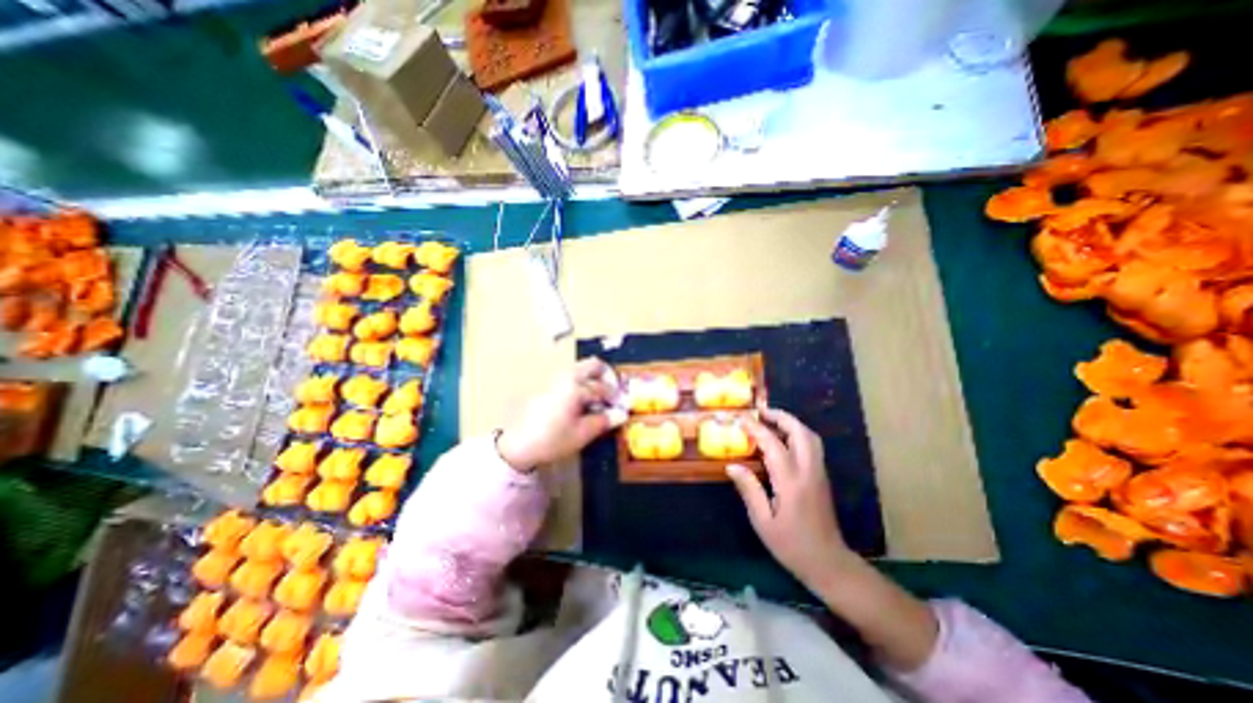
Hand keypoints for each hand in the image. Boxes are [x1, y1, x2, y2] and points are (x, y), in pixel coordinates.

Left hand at [498, 358, 616, 471]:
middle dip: (607, 377)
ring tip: (599, 400)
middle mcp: (567, 376)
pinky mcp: (549, 385)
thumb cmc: (553, 439)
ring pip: (582, 370)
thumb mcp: (583, 433)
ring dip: (594, 380)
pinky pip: (572, 377)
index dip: (616, 398)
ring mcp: (556, 379)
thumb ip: (604, 420)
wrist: (518, 445)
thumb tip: (622, 414)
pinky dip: (583, 384)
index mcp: (576, 386)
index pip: (603, 387)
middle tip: (613, 394)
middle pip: (593, 365)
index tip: (621, 408)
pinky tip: (583, 403)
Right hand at [725, 408, 863, 589]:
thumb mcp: (763, 522)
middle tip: (760, 412)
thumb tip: (732, 465)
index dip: (756, 429)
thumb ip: (749, 490)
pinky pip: (812, 445)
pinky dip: (797, 433)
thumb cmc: (792, 545)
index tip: (740, 419)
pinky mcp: (822, 477)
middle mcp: (808, 471)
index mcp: (791, 482)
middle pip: (800, 432)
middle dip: (780, 416)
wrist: (829, 563)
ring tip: (770, 420)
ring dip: (791, 423)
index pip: (773, 445)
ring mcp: (819, 473)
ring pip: (809, 436)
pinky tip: (782, 438)